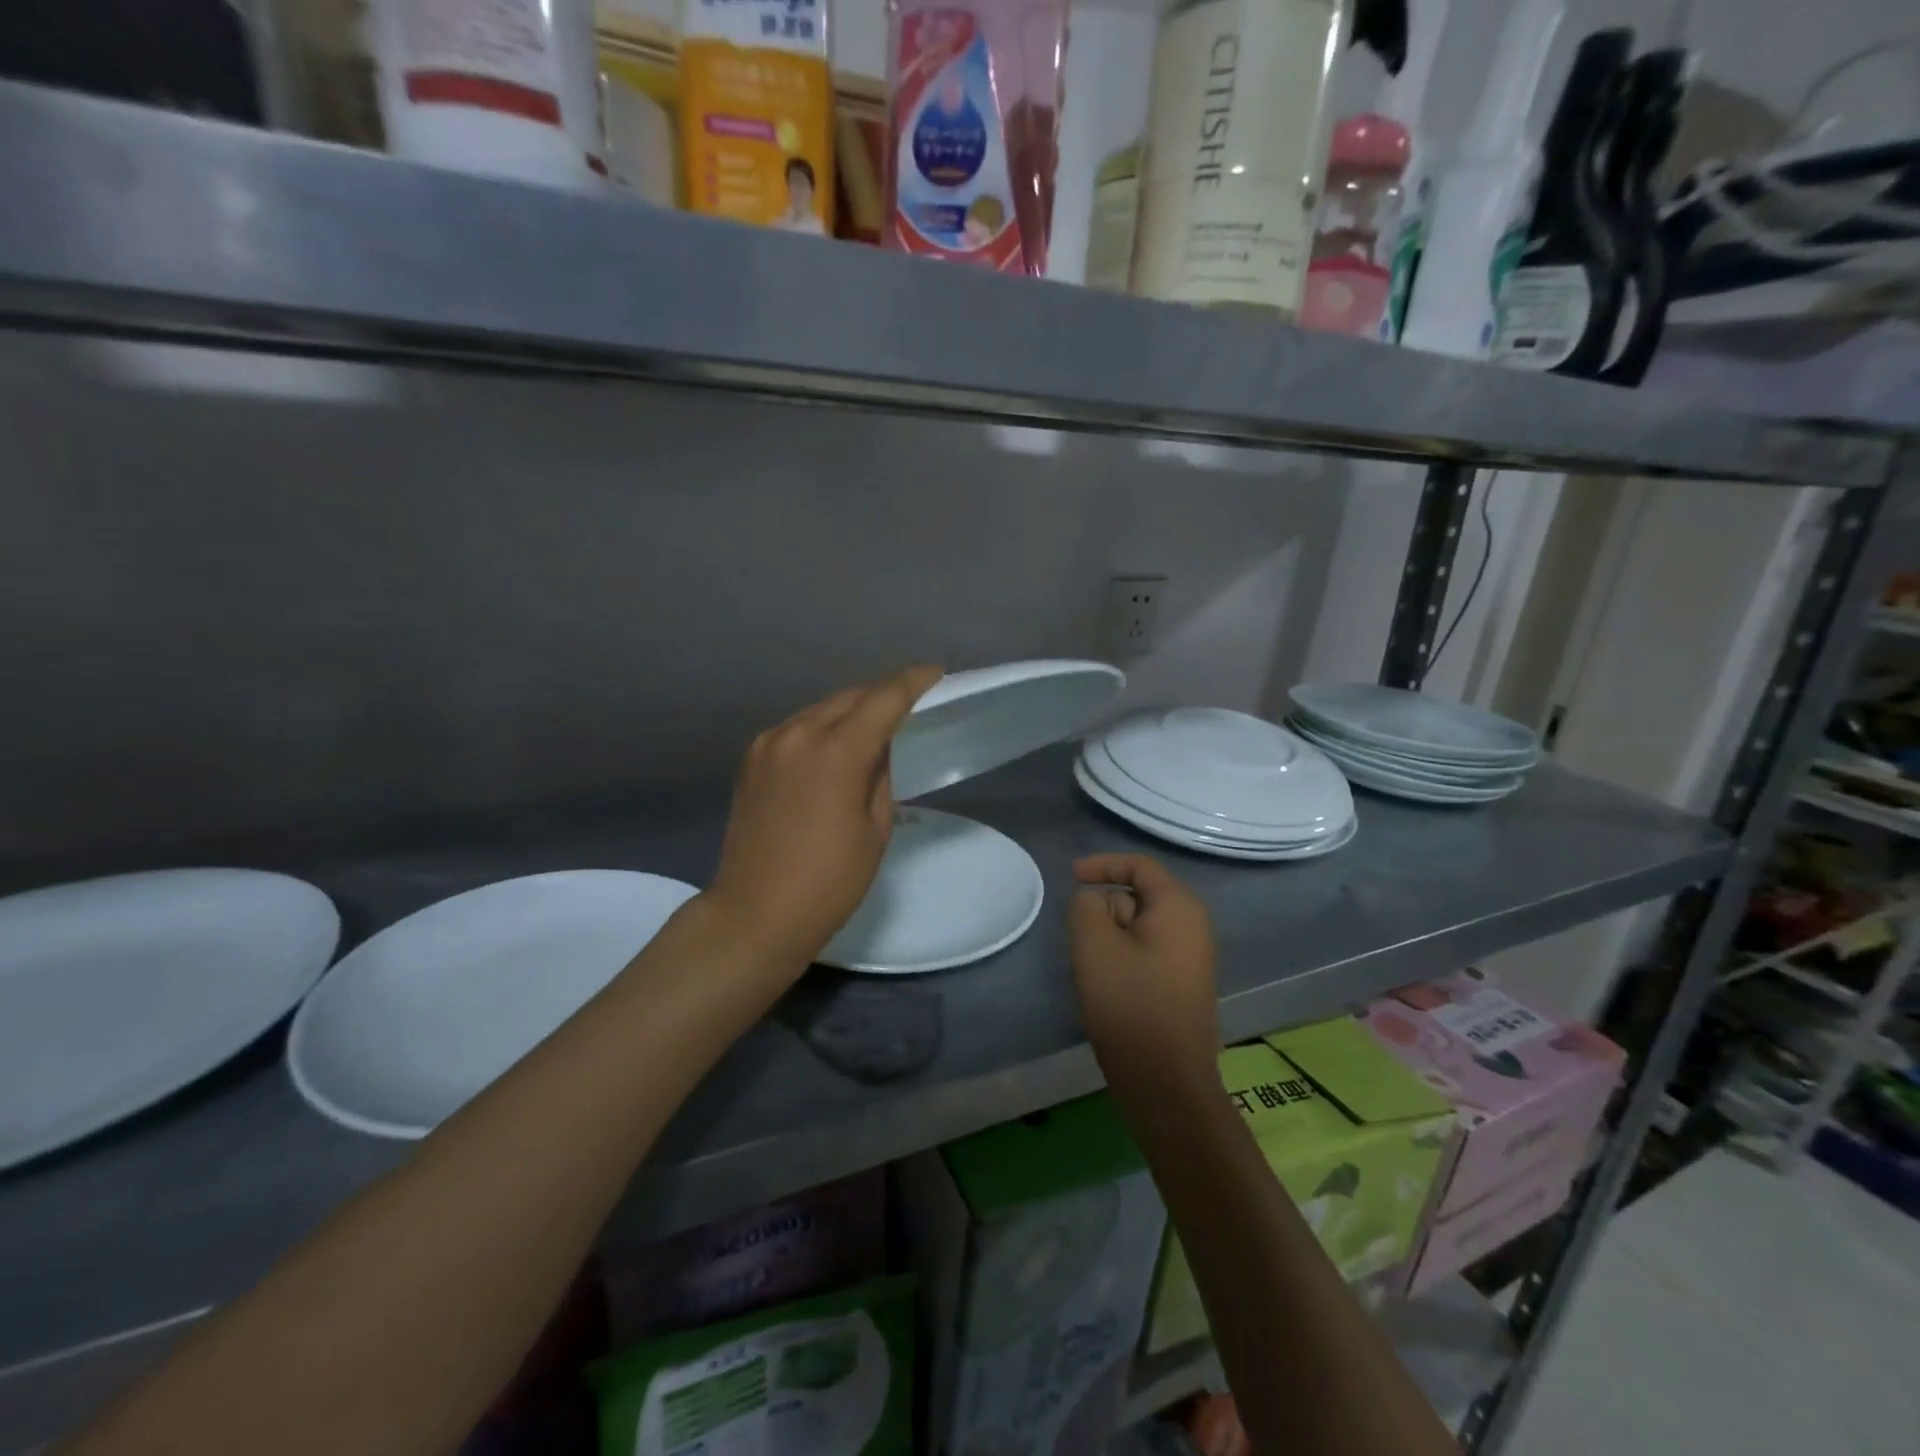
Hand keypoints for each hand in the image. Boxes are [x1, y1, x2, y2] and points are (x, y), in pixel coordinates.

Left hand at [705, 665, 943, 974]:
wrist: (754, 913)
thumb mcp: (875, 830)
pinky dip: (822, 727)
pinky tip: (834, 745)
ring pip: (821, 708)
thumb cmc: (829, 882)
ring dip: (851, 709)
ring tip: (874, 723)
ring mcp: (769, 743)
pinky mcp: (751, 758)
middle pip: (851, 696)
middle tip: (910, 700)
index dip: (914, 681)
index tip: (935, 673)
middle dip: (883, 693)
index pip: (884, 699)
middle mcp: (799, 734)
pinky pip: (797, 727)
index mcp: (837, 752)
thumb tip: (878, 748)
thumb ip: (880, 775)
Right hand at [1069, 854, 1218, 1098]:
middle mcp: (1193, 925)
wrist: (1166, 1082)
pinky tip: (1108, 987)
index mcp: (1179, 907)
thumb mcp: (1094, 944)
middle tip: (1081, 942)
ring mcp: (1191, 957)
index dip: (1102, 864)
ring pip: (1138, 928)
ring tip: (1093, 970)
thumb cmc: (1130, 1004)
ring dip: (1110, 938)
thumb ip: (1086, 906)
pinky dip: (1122, 958)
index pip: (1139, 866)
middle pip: (1138, 896)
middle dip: (1104, 910)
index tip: (1070, 877)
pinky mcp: (1182, 984)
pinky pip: (1146, 952)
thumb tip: (1094, 901)